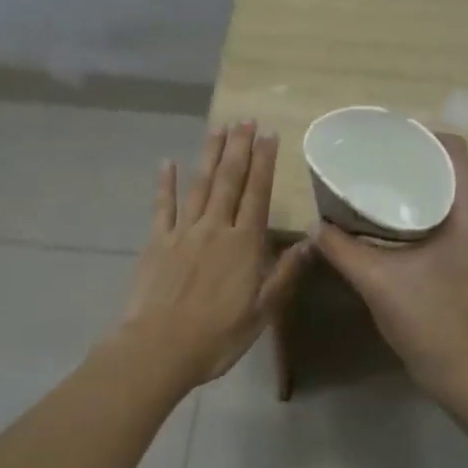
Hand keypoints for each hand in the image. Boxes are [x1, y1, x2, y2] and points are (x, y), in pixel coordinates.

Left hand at [117, 120, 312, 388]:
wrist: (160, 348)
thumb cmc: (217, 336)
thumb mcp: (263, 312)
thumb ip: (285, 273)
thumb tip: (310, 240)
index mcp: (244, 245)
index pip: (258, 194)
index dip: (264, 163)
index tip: (269, 135)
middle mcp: (215, 229)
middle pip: (229, 181)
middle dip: (238, 148)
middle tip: (245, 119)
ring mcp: (183, 232)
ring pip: (199, 185)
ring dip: (209, 155)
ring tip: (218, 128)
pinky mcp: (157, 242)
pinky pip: (162, 206)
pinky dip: (165, 183)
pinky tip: (167, 162)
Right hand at [315, 133, 467, 397]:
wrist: (462, 374)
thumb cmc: (427, 322)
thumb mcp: (377, 282)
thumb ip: (342, 250)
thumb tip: (315, 227)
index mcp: (466, 216)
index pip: (455, 152)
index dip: (422, 135)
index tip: (386, 137)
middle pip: (447, 169)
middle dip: (410, 158)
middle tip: (370, 158)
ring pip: (443, 195)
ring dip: (411, 185)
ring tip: (372, 182)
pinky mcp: (460, 260)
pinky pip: (439, 218)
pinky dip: (413, 210)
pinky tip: (381, 221)